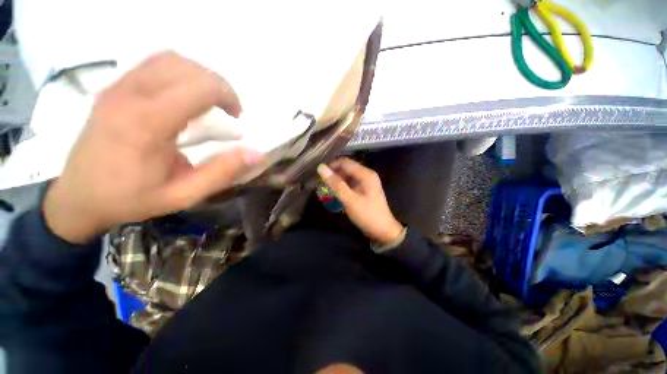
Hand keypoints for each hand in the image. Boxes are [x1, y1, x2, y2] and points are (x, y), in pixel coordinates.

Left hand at [43, 51, 260, 243]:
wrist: (77, 198)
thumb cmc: (131, 199)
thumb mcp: (184, 195)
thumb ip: (222, 172)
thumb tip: (257, 153)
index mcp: (148, 123)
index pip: (200, 86)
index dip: (228, 95)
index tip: (237, 116)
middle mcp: (131, 95)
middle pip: (188, 67)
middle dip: (218, 85)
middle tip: (229, 110)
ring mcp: (117, 87)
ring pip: (170, 59)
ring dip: (200, 76)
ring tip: (210, 100)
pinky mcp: (113, 87)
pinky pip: (152, 63)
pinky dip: (179, 71)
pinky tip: (184, 94)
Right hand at [317, 157, 403, 245]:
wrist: (383, 231)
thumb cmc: (367, 215)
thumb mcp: (350, 200)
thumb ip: (336, 184)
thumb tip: (321, 168)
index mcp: (365, 174)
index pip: (345, 162)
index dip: (331, 166)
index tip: (319, 174)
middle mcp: (366, 175)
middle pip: (346, 168)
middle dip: (333, 174)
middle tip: (321, 183)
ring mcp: (366, 182)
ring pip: (347, 176)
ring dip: (337, 181)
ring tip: (325, 188)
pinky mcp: (364, 190)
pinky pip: (350, 184)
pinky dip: (342, 187)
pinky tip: (335, 193)